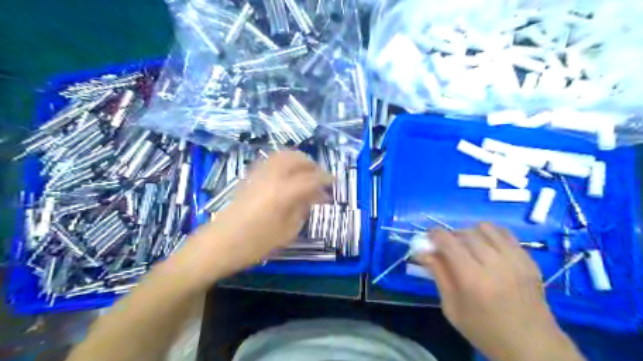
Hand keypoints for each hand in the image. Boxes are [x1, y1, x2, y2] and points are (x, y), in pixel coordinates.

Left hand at [179, 151, 330, 285]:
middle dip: (311, 164)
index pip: (311, 178)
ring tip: (305, 172)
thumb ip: (302, 210)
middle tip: (319, 176)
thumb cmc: (254, 244)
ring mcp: (258, 174)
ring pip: (282, 155)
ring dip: (297, 160)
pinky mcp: (249, 177)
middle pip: (296, 158)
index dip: (325, 178)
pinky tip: (286, 174)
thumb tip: (312, 196)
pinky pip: (270, 160)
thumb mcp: (286, 233)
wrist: (218, 244)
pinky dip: (283, 162)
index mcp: (283, 192)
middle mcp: (272, 177)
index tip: (334, 181)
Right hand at [415, 223, 585, 360]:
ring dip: (469, 233)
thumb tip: (423, 252)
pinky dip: (489, 235)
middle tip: (445, 247)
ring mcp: (515, 259)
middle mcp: (495, 264)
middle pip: (465, 233)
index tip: (428, 239)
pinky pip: (504, 233)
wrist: (533, 346)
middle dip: (450, 236)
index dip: (434, 235)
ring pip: (485, 228)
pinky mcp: (528, 259)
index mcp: (473, 279)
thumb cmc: (485, 331)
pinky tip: (486, 247)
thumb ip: (438, 275)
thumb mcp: (452, 309)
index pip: (448, 242)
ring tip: (467, 246)